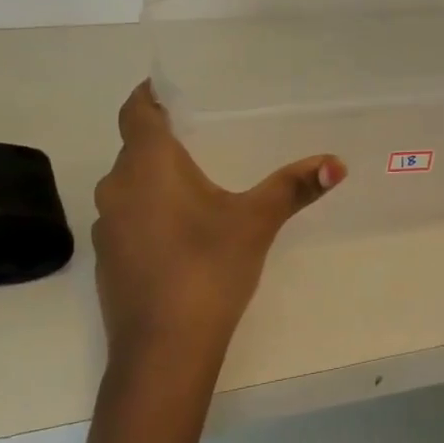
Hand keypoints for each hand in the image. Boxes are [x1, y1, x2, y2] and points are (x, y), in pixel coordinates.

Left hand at [91, 81, 344, 368]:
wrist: (161, 355)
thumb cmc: (207, 269)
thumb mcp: (256, 222)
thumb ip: (294, 187)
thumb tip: (337, 162)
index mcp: (148, 164)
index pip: (135, 110)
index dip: (149, 94)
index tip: (172, 88)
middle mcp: (117, 187)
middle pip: (134, 147)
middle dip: (162, 137)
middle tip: (201, 132)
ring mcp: (106, 227)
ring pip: (129, 184)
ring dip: (154, 176)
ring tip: (194, 178)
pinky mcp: (108, 260)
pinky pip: (127, 216)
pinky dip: (148, 210)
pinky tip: (179, 231)